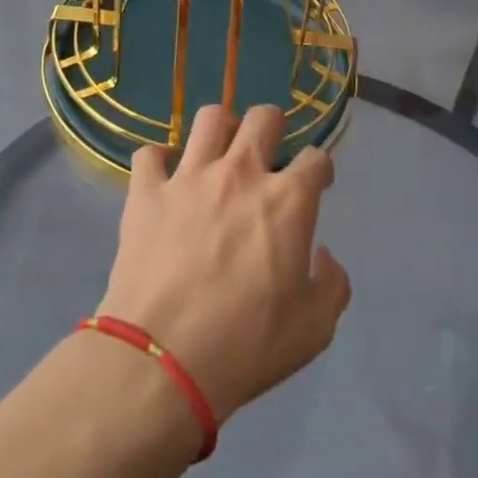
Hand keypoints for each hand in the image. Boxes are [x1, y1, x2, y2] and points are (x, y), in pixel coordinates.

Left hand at [97, 104, 351, 423]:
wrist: (163, 359)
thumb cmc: (247, 345)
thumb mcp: (315, 328)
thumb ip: (331, 284)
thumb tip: (322, 255)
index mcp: (288, 201)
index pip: (316, 158)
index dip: (320, 168)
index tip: (317, 183)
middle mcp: (240, 173)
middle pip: (263, 118)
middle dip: (273, 125)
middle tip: (269, 150)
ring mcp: (189, 177)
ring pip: (210, 119)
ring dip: (221, 129)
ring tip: (220, 151)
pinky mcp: (146, 192)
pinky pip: (150, 154)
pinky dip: (159, 162)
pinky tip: (164, 179)